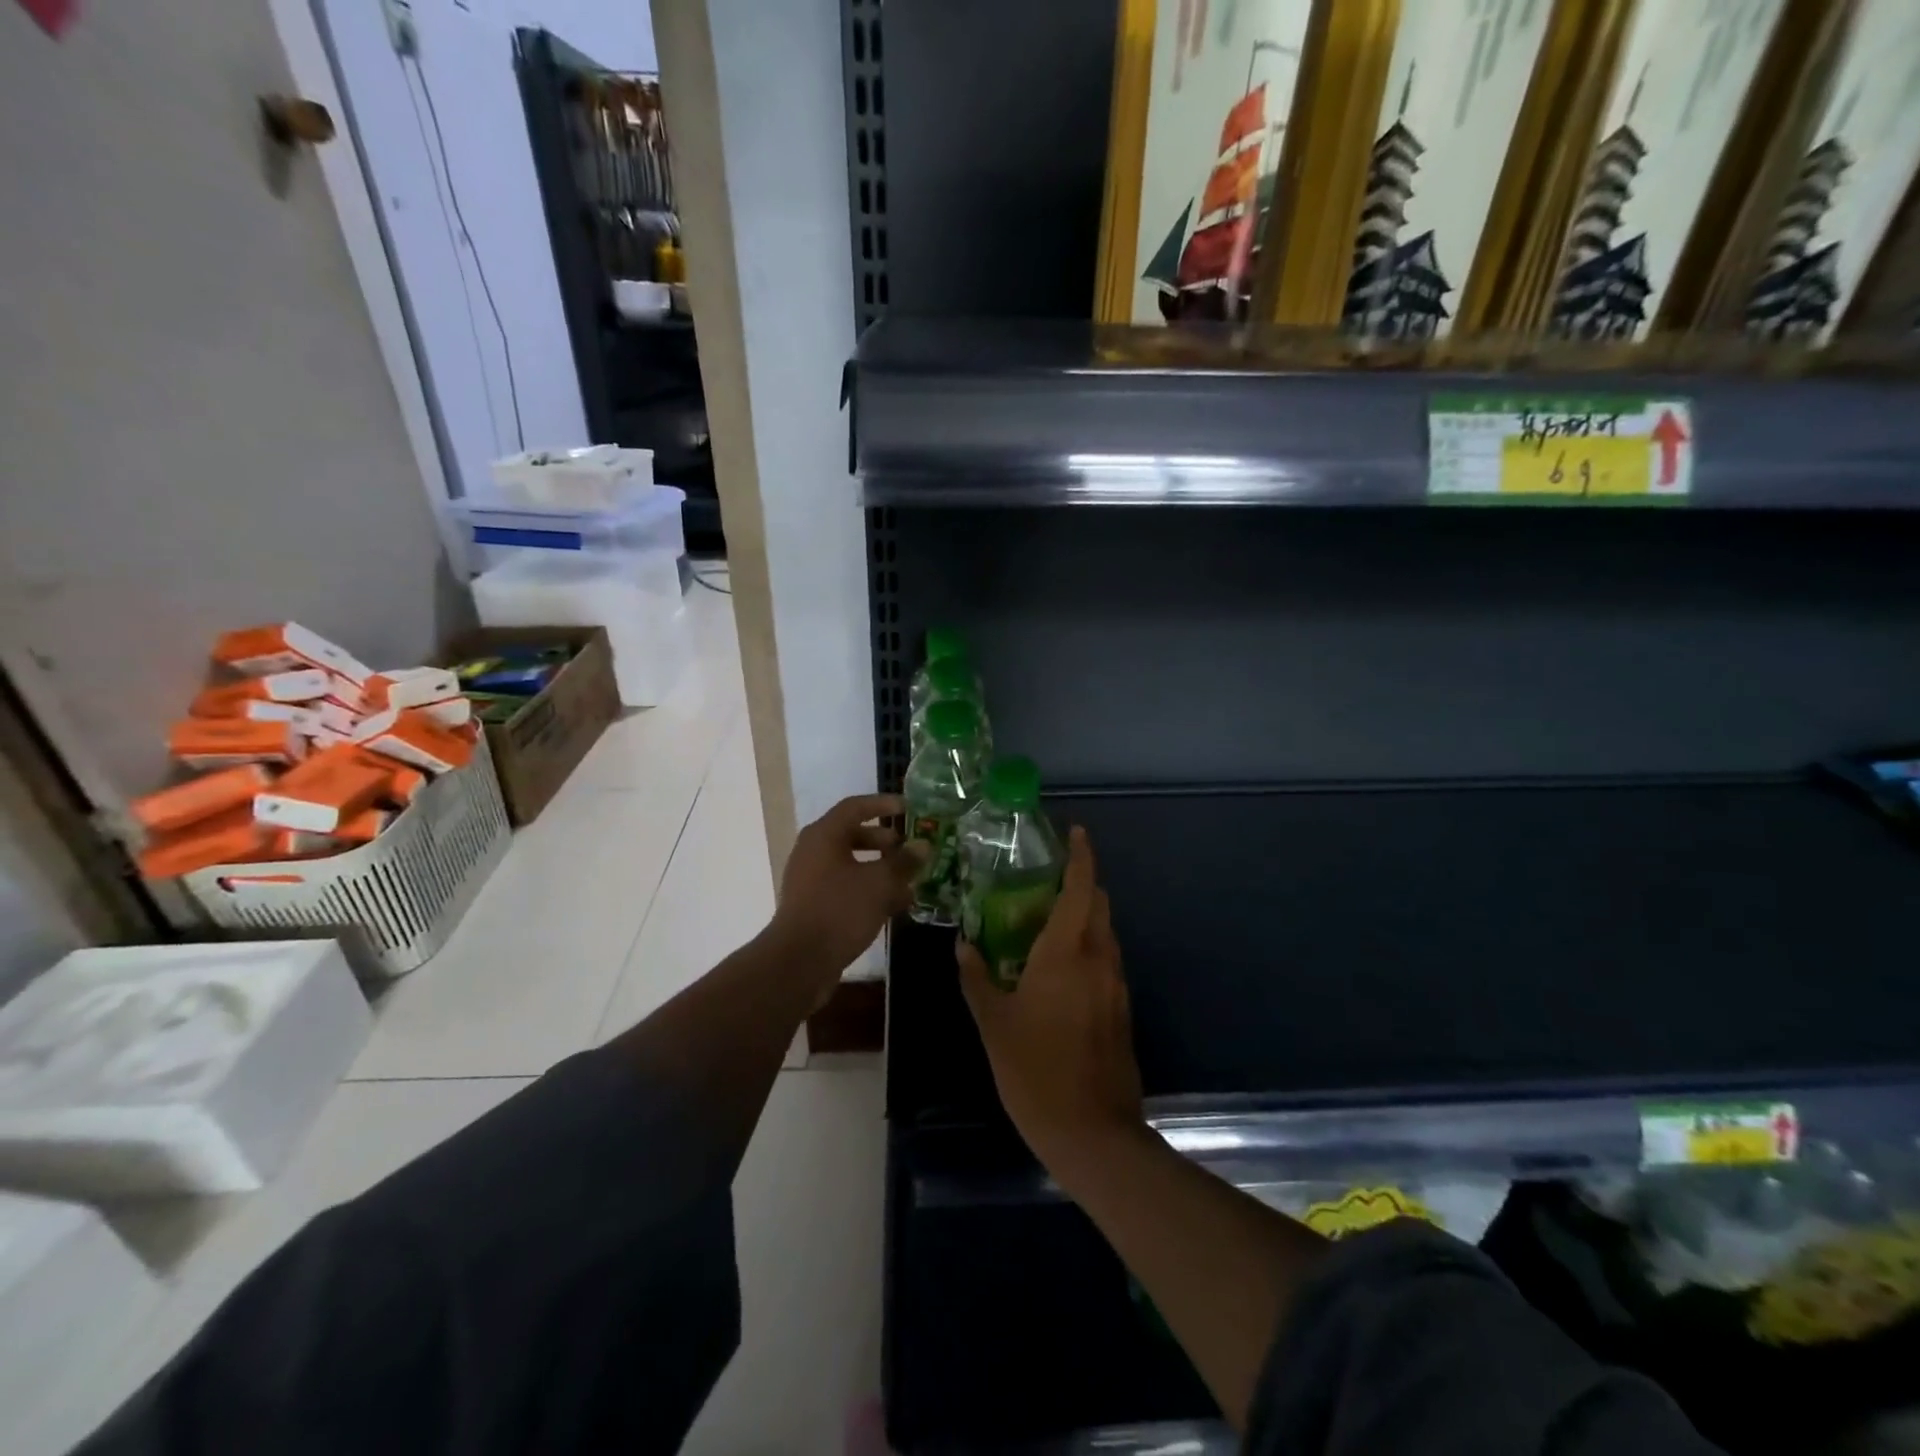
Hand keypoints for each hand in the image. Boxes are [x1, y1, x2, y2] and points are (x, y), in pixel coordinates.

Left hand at [769, 794, 924, 1002]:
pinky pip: (846, 887)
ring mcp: (811, 879)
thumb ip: (904, 862)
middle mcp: (813, 851)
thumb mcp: (880, 883)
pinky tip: (895, 906)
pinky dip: (869, 890)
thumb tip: (923, 845)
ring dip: (881, 869)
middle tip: (911, 849)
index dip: (883, 804)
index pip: (855, 806)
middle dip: (885, 841)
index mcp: (824, 835)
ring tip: (910, 881)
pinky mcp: (814, 905)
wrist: (800, 962)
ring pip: (852, 864)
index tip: (909, 808)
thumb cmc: (840, 910)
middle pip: (852, 835)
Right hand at [958, 827, 1144, 1183]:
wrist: (1092, 1132)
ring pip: (1105, 934)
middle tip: (1045, 882)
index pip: (1081, 888)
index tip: (1075, 832)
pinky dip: (1088, 949)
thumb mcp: (993, 1022)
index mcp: (1066, 952)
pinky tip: (1059, 970)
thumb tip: (963, 945)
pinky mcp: (1122, 1010)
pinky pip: (1106, 962)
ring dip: (1084, 918)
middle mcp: (1098, 959)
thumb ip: (977, 977)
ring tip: (1046, 923)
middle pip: (1099, 904)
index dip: (1081, 856)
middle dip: (1080, 884)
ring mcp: (1115, 985)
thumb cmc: (1034, 1069)